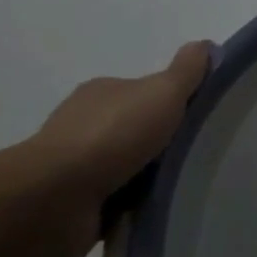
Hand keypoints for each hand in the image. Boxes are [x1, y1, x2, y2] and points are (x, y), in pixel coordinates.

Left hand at [15, 41, 213, 256]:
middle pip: (138, 128)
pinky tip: (155, 210)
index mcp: (103, 93)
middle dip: (163, 141)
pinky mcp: (73, 207)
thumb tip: (206, 45)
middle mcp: (86, 125)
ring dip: (150, 178)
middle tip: (199, 153)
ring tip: (184, 185)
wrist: (50, 202)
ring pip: (128, 167)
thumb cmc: (110, 136)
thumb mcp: (162, 91)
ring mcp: (76, 168)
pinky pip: (115, 203)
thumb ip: (187, 70)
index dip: (174, 102)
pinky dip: (133, 208)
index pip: (147, 91)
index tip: (200, 118)